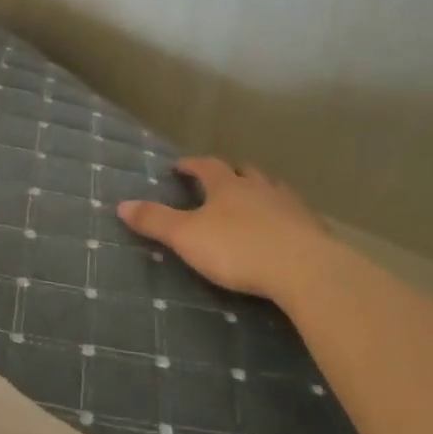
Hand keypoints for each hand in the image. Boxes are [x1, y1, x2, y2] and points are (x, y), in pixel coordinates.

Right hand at [116, 158, 332, 301]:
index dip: (192, 165)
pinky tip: (283, 227)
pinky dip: (284, 215)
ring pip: (273, 189)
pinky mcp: (311, 228)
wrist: (303, 268)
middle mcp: (259, 188)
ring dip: (261, 191)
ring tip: (253, 199)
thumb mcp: (186, 237)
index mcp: (227, 186)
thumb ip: (155, 221)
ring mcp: (289, 206)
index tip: (180, 166)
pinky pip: (294, 214)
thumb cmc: (237, 249)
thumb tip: (121, 204)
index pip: (207, 166)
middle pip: (245, 172)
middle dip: (231, 173)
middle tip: (221, 179)